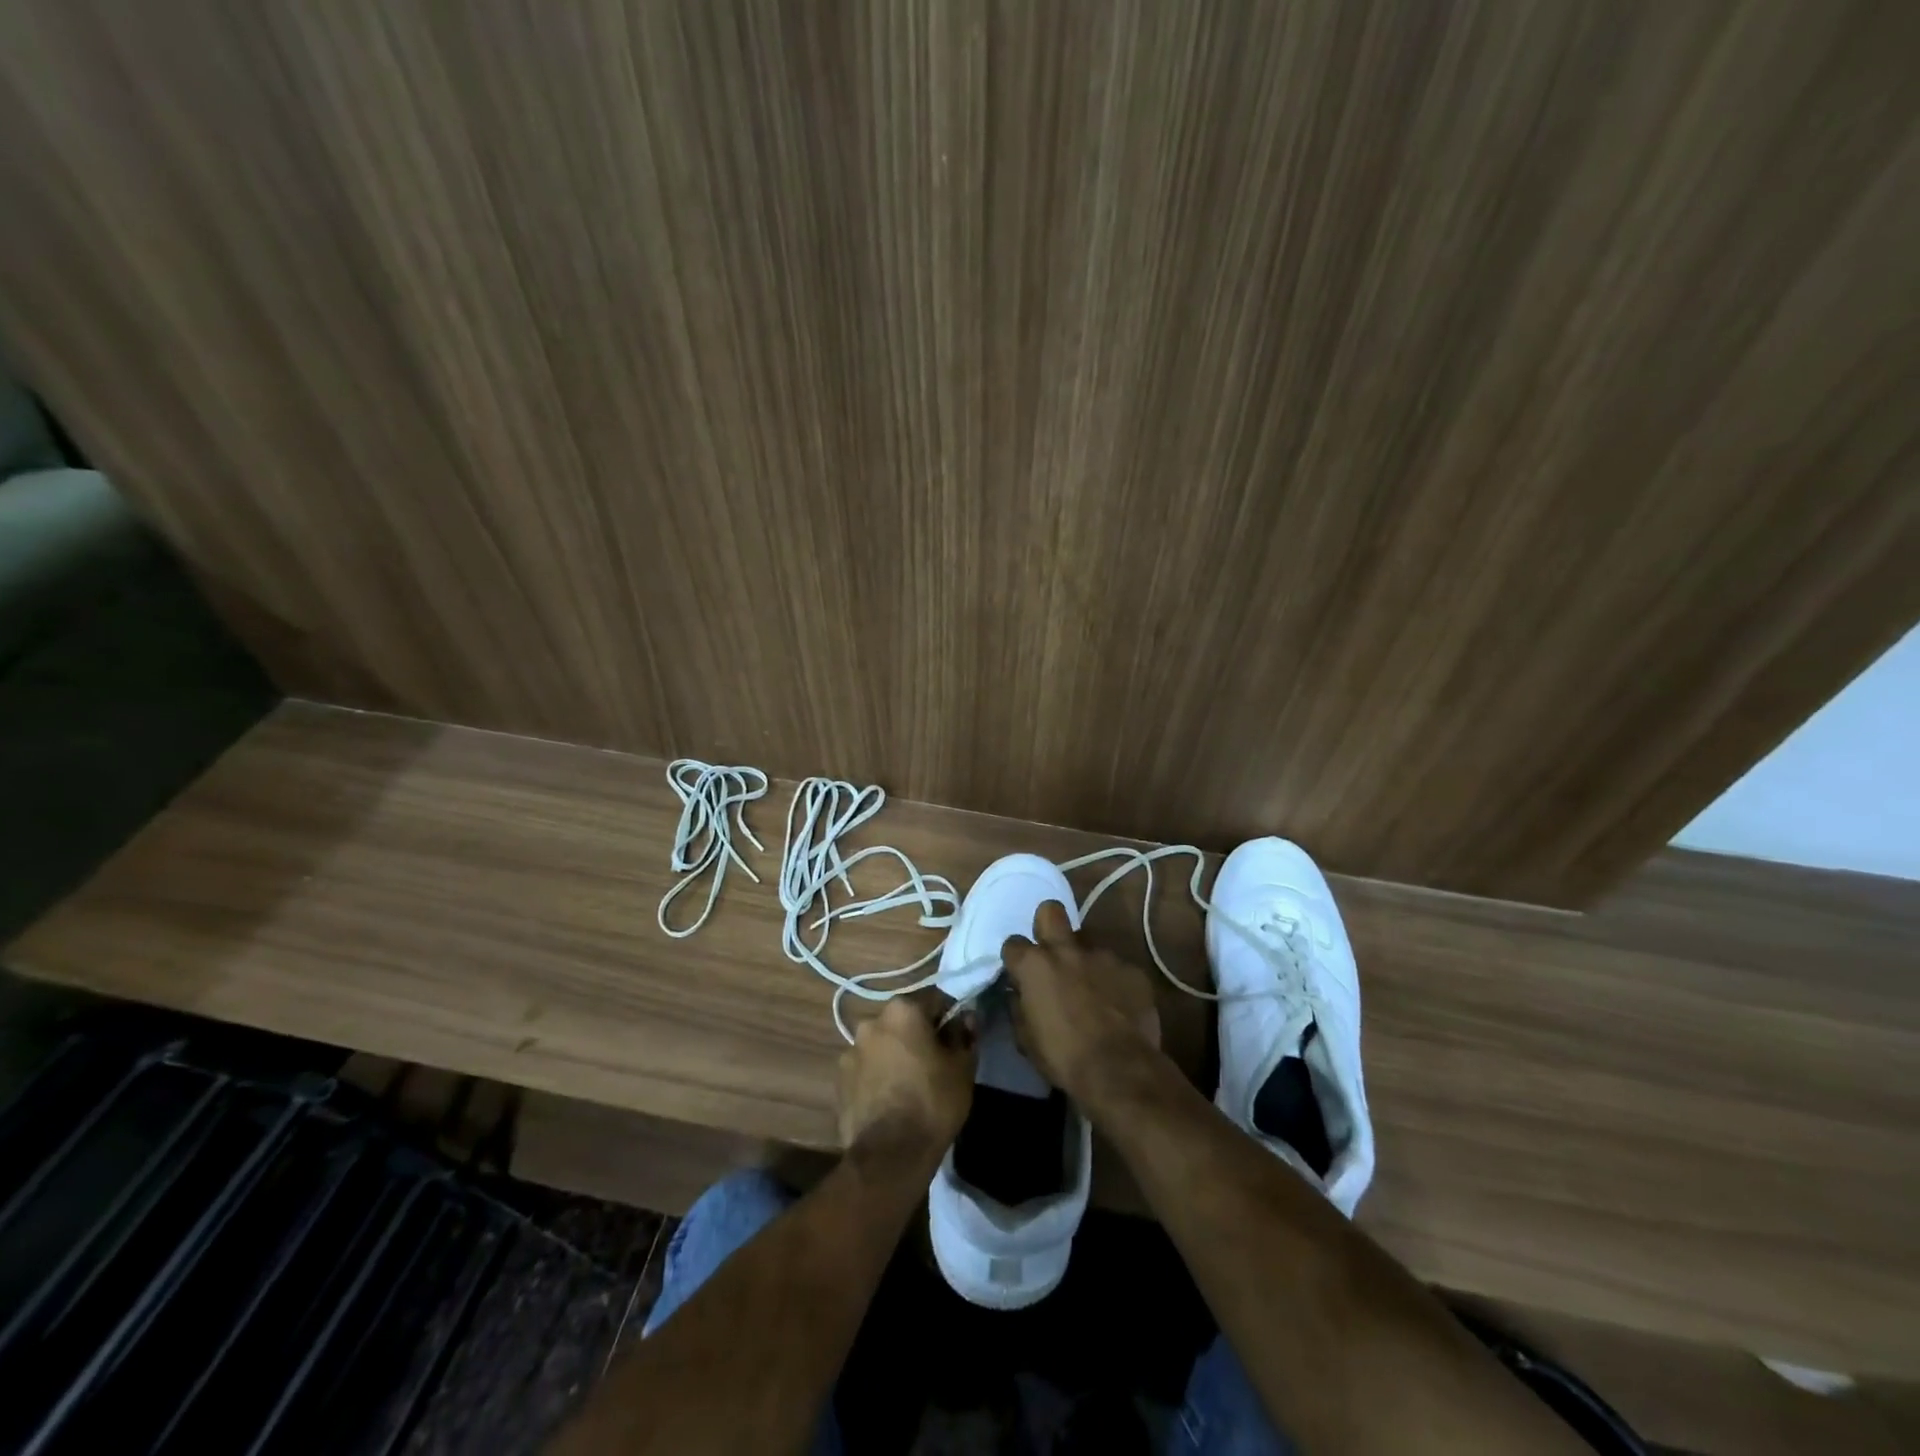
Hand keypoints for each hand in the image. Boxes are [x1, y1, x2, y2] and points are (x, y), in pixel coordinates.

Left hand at [837, 998, 976, 1168]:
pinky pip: (866, 1068)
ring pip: (882, 1045)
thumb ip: (963, 1035)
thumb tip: (965, 1018)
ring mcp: (850, 1050)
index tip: (957, 1039)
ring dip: (894, 1055)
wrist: (890, 1154)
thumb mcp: (962, 1067)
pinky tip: (889, 1100)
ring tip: (908, 1085)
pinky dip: (877, 1076)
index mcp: (903, 1010)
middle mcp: (872, 1021)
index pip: (933, 1001)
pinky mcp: (839, 1080)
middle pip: (903, 1021)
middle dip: (917, 1036)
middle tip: (934, 1063)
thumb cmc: (933, 1102)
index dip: (948, 1018)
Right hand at [1001, 901, 1161, 1103]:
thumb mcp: (1026, 1039)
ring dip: (1085, 960)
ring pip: (1089, 942)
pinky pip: (1117, 967)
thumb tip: (1018, 994)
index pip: (1013, 944)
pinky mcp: (1132, 969)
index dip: (1015, 959)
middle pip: (1051, 912)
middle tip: (1052, 952)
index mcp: (1035, 966)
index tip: (1019, 974)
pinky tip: (1118, 1004)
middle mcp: (1067, 950)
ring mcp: (1103, 956)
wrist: (1119, 1070)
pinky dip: (1114, 981)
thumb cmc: (1063, 1057)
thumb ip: (1019, 1007)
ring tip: (1092, 988)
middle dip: (1047, 924)